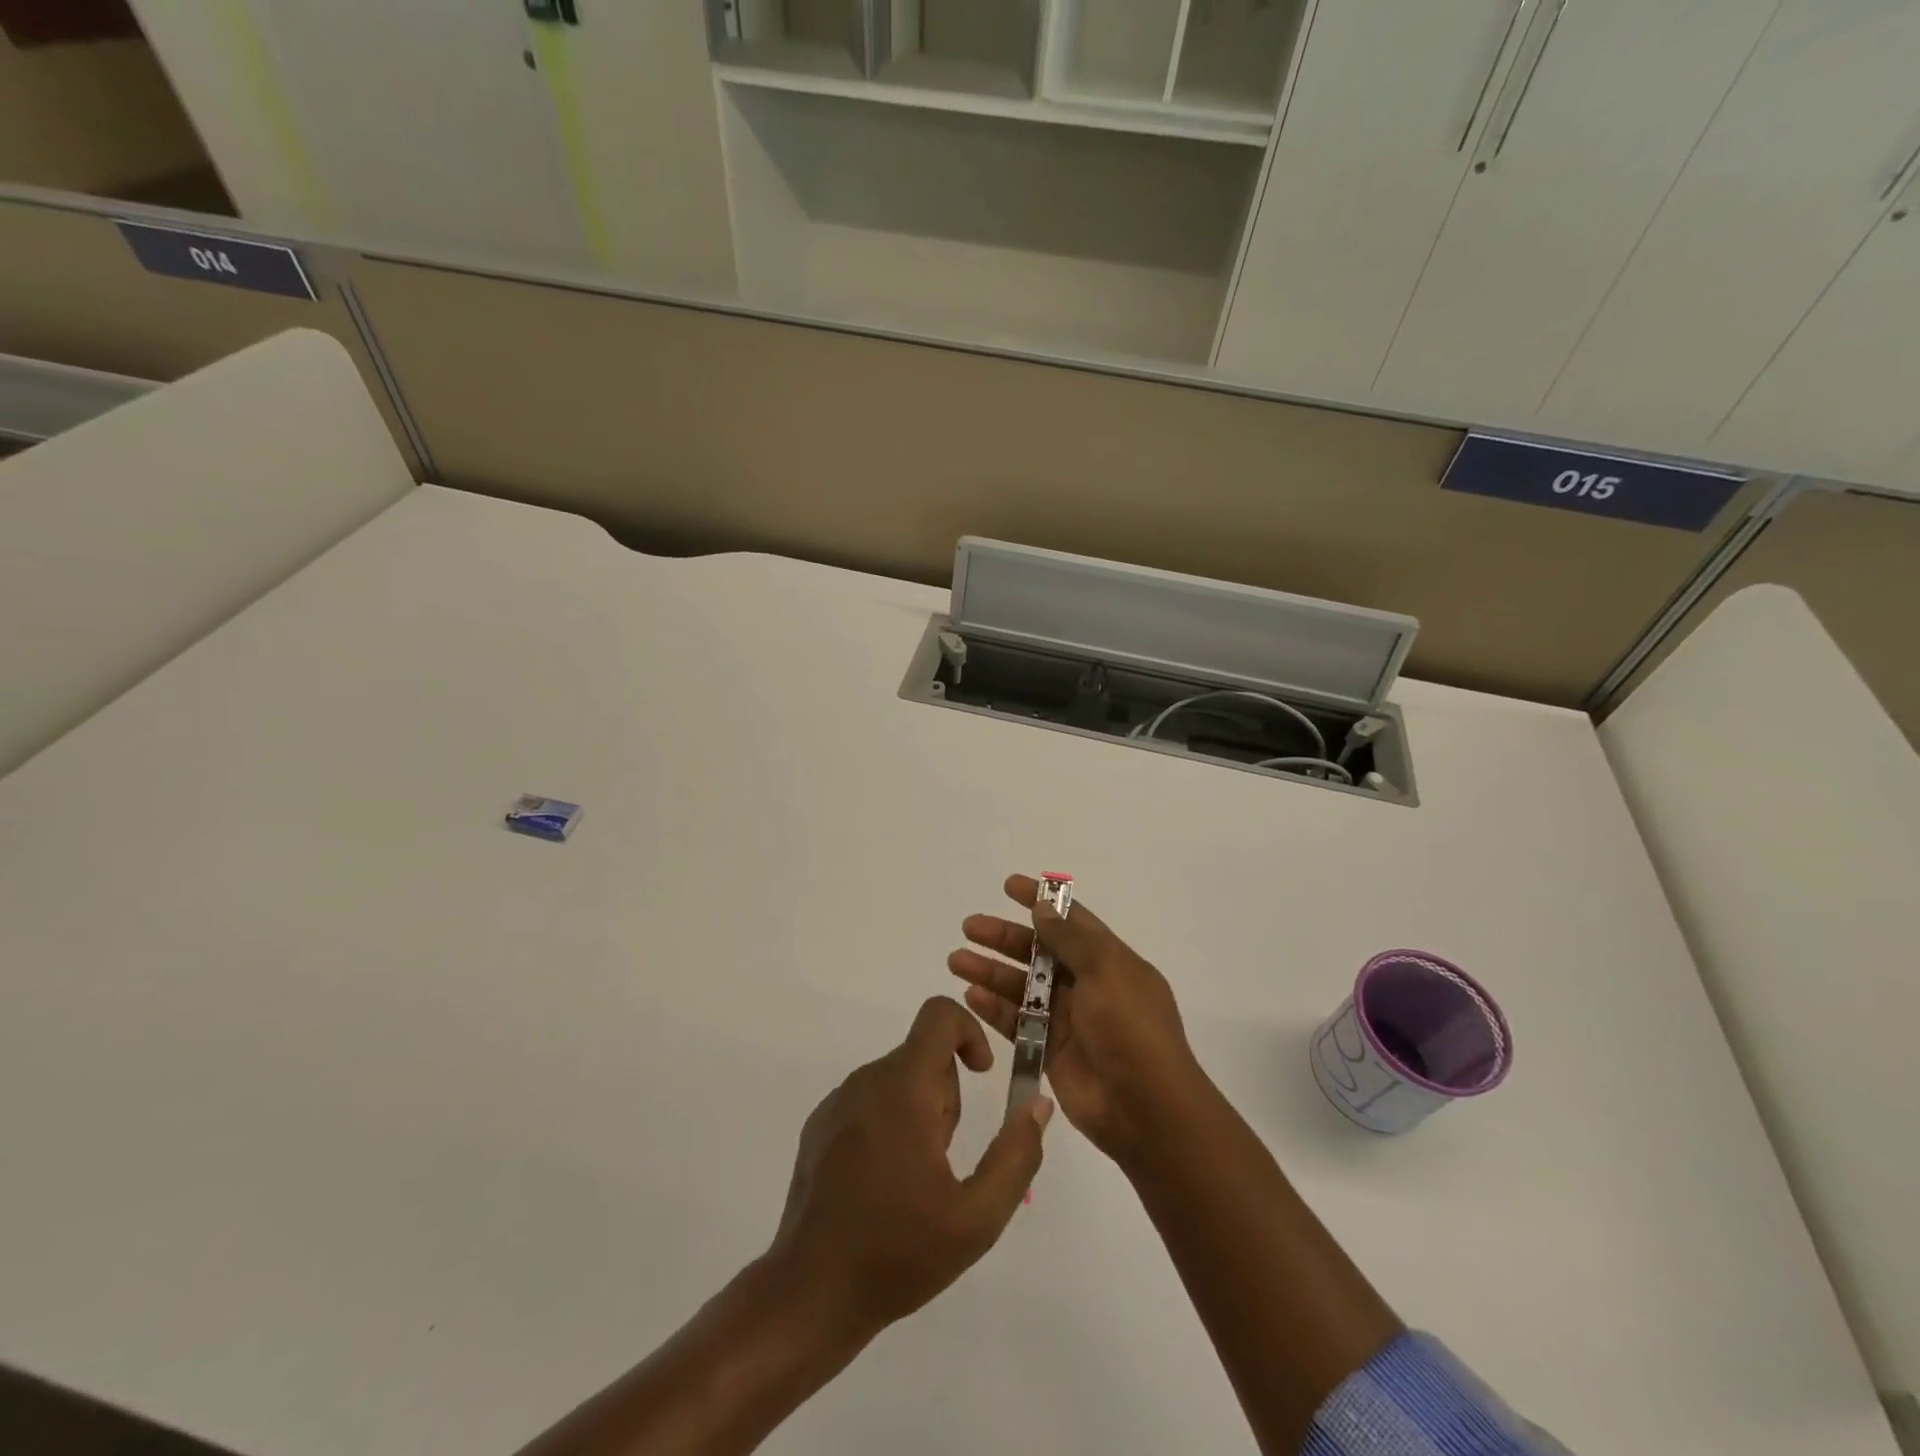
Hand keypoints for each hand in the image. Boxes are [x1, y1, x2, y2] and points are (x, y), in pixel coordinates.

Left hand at [768, 996, 1052, 1345]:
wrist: (810, 1293)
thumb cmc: (898, 1253)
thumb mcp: (977, 1217)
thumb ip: (1016, 1154)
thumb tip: (1038, 1103)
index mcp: (903, 1087)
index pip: (938, 1015)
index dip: (969, 1032)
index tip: (982, 1075)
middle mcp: (867, 1080)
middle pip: (924, 1055)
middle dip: (947, 1095)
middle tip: (944, 1159)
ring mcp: (837, 1102)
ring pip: (897, 1080)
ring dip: (919, 1112)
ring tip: (914, 1179)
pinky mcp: (819, 1125)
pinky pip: (868, 1101)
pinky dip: (888, 1123)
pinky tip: (882, 1185)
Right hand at [949, 875, 1206, 1169]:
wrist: (1146, 1108)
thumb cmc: (1130, 1028)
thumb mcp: (1107, 970)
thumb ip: (1071, 939)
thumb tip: (1043, 907)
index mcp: (1108, 961)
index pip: (1071, 920)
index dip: (1041, 901)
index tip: (1008, 885)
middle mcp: (1087, 985)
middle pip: (1038, 952)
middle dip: (1004, 938)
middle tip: (969, 927)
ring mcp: (1068, 1019)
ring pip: (1021, 987)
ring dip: (991, 972)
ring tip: (956, 961)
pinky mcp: (1050, 1052)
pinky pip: (1016, 1022)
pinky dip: (994, 1008)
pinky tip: (970, 996)